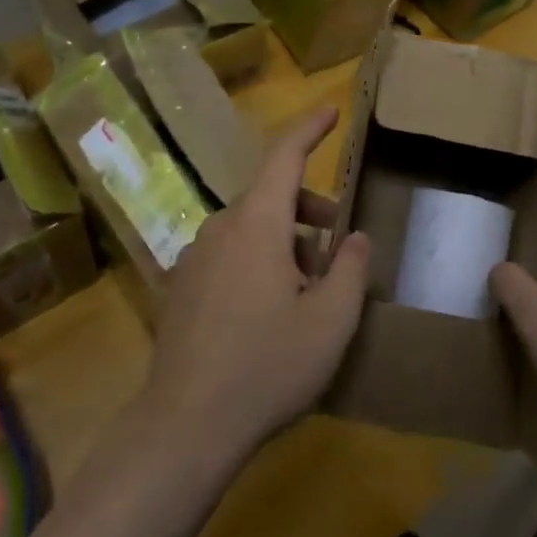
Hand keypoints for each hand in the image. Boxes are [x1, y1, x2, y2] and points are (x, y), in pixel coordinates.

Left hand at [142, 106, 371, 466]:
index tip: (331, 111)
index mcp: (256, 223)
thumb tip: (355, 236)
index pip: (285, 157)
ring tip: (308, 291)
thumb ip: (350, 268)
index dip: (310, 129)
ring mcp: (195, 257)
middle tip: (338, 247)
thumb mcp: (330, 321)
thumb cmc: (268, 366)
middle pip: (271, 197)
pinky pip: (228, 254)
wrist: (186, 425)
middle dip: (309, 211)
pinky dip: (257, 261)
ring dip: (285, 243)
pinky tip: (269, 312)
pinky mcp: (181, 286)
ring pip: (250, 229)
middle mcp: (220, 228)